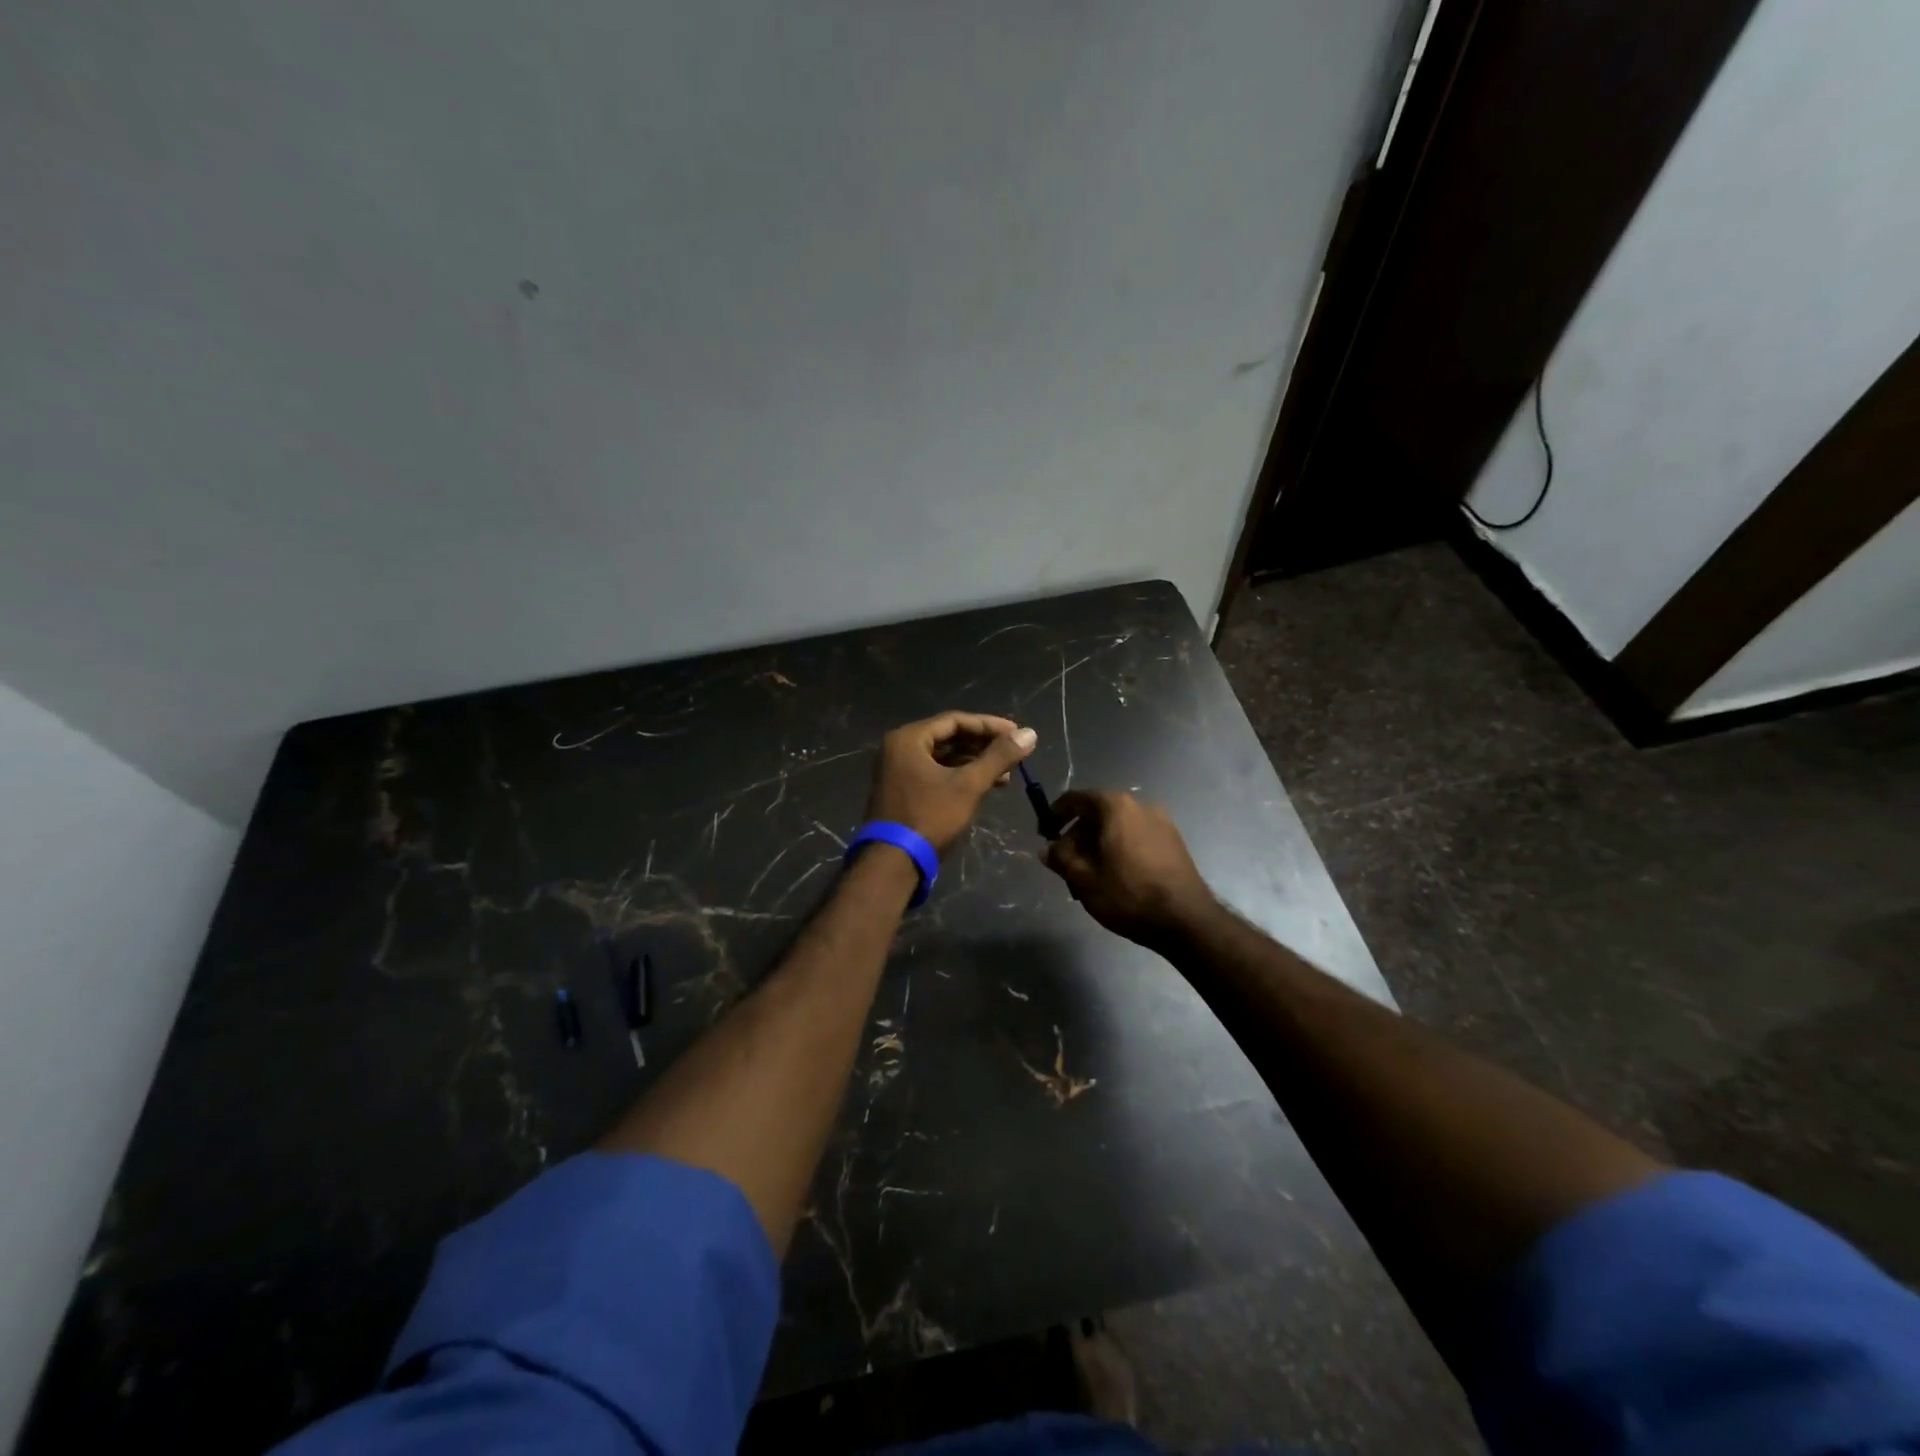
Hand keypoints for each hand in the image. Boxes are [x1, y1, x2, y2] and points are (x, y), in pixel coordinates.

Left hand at [864, 712, 1037, 855]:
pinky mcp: (903, 792)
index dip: (989, 725)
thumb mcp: (969, 785)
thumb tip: (1030, 733)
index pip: (955, 720)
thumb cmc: (930, 817)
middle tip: (1014, 753)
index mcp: (908, 739)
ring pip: (944, 758)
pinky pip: (936, 774)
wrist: (893, 863)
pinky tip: (986, 787)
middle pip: (949, 738)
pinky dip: (960, 777)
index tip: (1017, 733)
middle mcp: (899, 749)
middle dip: (984, 746)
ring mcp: (898, 771)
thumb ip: (999, 757)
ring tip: (1007, 774)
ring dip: (975, 764)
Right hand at [1042, 791, 1215, 948]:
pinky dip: (1119, 850)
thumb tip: (1047, 849)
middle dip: (1078, 837)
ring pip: (1118, 828)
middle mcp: (1140, 806)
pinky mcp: (1174, 842)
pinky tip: (1115, 878)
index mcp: (1116, 807)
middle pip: (1098, 813)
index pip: (1076, 799)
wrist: (1186, 920)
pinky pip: (1136, 838)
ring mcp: (1161, 823)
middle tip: (1066, 865)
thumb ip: (1060, 858)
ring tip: (1090, 877)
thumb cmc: (1128, 894)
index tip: (1044, 834)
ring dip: (1098, 846)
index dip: (1055, 814)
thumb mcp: (1084, 878)